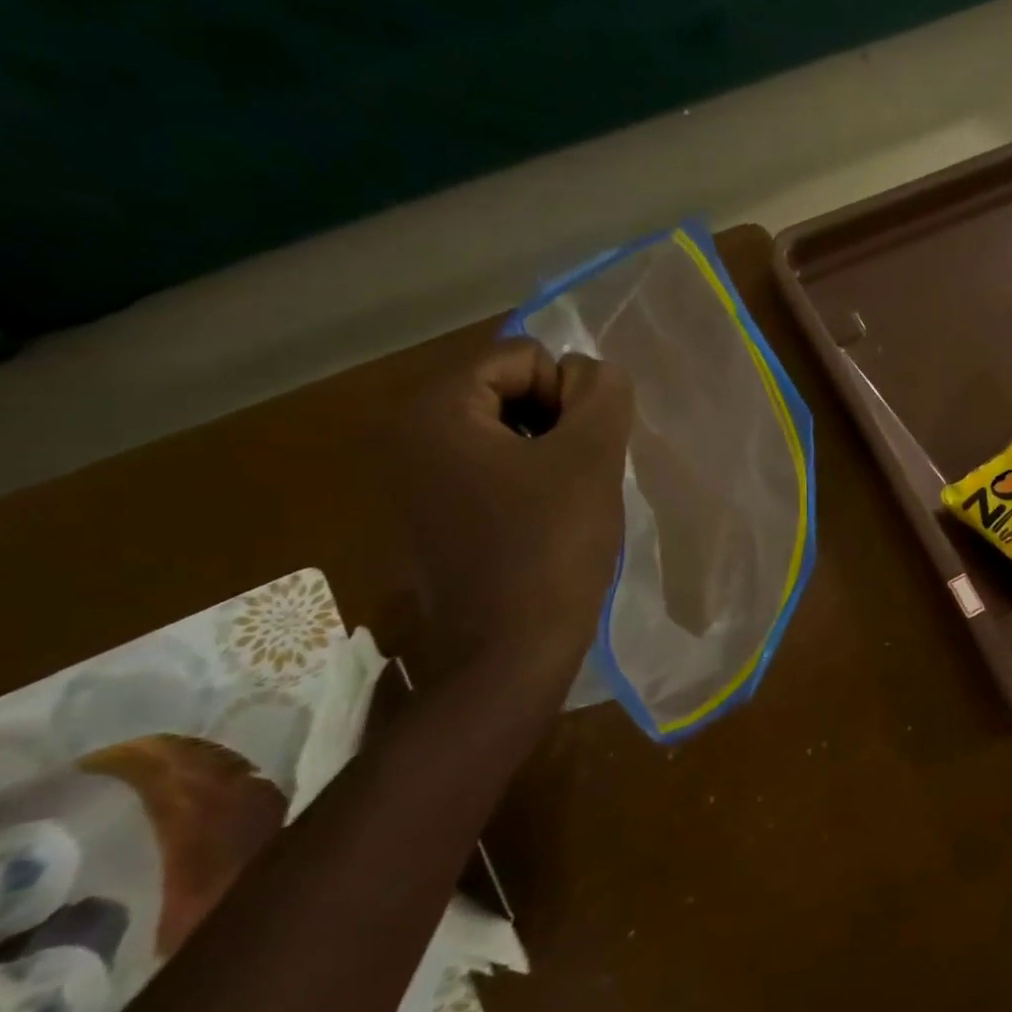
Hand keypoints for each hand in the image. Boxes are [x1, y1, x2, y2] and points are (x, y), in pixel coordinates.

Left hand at [399, 338, 633, 698]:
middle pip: (509, 389)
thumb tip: (593, 372)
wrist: (508, 655)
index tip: (578, 454)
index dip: (566, 396)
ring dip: (547, 454)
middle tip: (575, 477)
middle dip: (555, 423)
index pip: (522, 356)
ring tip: (564, 502)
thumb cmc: (550, 549)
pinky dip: (527, 482)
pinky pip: (490, 469)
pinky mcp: (431, 515)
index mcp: (436, 411)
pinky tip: (545, 523)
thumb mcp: (591, 459)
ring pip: (505, 430)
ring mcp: (415, 480)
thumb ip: (602, 394)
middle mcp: (409, 435)